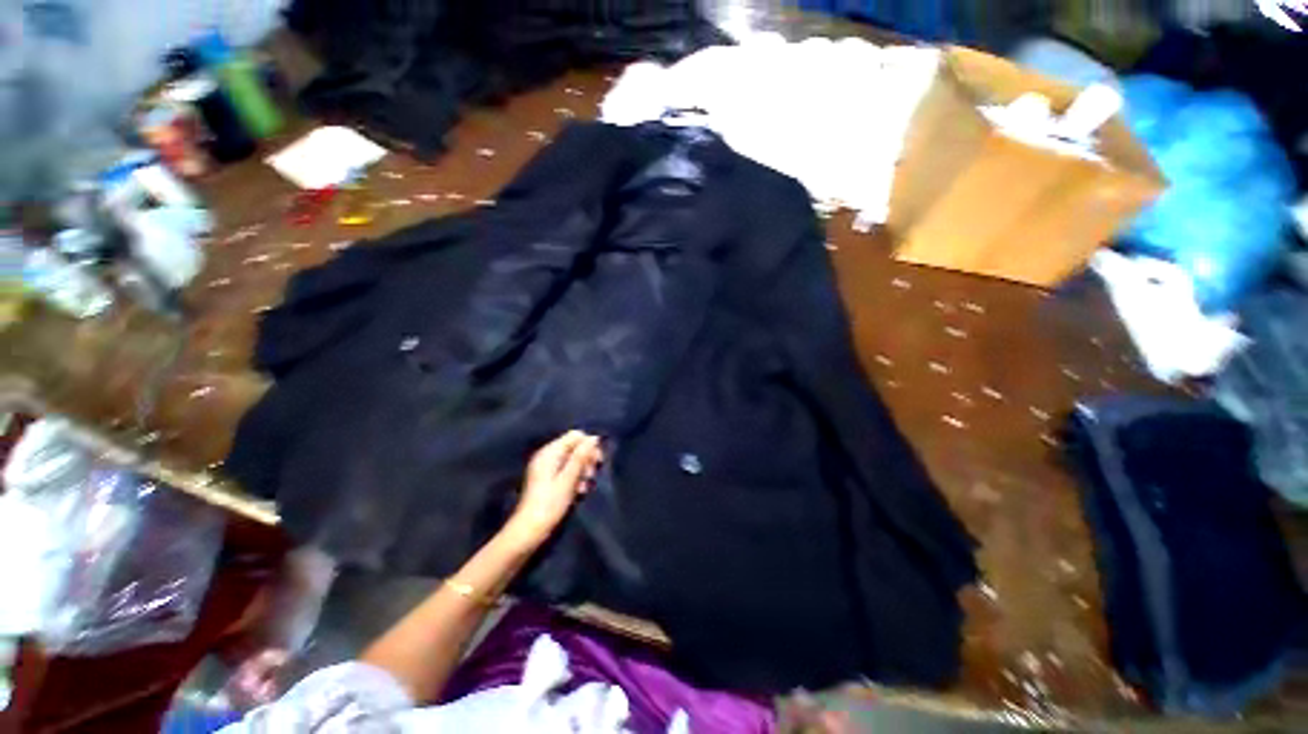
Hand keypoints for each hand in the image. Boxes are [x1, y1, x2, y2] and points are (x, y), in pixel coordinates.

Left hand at [504, 430, 602, 547]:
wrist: (529, 531)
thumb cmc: (549, 504)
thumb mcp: (568, 479)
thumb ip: (581, 457)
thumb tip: (594, 438)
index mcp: (550, 452)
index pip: (575, 435)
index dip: (589, 446)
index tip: (597, 462)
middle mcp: (547, 455)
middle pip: (574, 446)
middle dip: (586, 459)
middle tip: (591, 476)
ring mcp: (546, 467)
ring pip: (572, 460)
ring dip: (582, 471)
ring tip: (584, 487)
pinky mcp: (547, 479)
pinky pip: (566, 470)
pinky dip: (575, 478)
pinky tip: (578, 491)